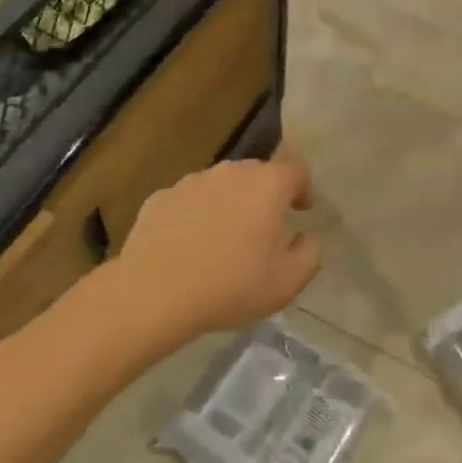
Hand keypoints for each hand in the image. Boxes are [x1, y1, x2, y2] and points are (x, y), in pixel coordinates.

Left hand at [116, 154, 319, 343]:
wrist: (153, 292)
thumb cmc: (230, 286)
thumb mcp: (286, 283)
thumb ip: (308, 255)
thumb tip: (305, 238)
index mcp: (267, 185)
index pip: (295, 170)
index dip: (302, 188)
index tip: (300, 211)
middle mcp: (230, 172)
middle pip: (257, 174)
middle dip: (265, 196)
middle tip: (264, 230)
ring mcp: (192, 181)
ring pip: (221, 186)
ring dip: (229, 204)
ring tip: (224, 240)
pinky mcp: (161, 196)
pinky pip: (189, 201)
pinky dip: (196, 216)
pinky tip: (189, 247)